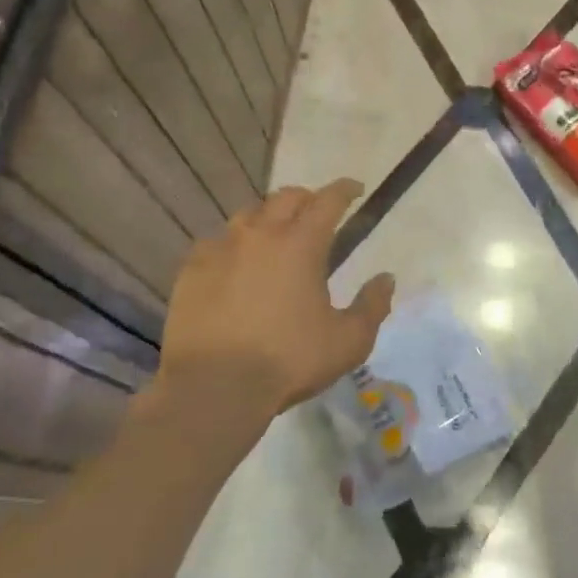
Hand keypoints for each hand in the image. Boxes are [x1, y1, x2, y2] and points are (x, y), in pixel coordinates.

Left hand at [155, 180, 395, 427]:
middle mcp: (260, 235)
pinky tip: (235, 263)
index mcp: (302, 244)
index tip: (356, 189)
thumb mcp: (348, 341)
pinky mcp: (191, 271)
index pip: (328, 201)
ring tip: (275, 234)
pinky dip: (233, 244)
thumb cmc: (288, 361)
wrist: (214, 388)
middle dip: (307, 198)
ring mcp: (220, 250)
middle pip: (286, 198)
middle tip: (317, 212)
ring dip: (268, 217)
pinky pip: (216, 242)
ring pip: (248, 215)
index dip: (345, 190)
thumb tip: (386, 279)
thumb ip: (372, 306)